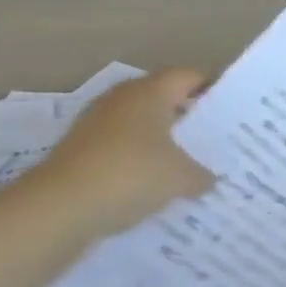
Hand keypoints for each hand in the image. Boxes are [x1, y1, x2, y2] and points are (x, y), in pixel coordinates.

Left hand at [39, 69, 215, 228]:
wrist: (56, 210)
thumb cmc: (129, 175)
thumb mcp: (180, 178)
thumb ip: (202, 174)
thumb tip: (211, 177)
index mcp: (150, 91)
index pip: (189, 76)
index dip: (211, 90)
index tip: (229, 113)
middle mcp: (122, 98)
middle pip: (163, 99)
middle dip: (186, 119)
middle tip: (211, 141)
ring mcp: (95, 124)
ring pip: (139, 126)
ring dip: (159, 143)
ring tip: (184, 168)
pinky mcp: (78, 152)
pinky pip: (118, 150)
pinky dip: (135, 163)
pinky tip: (150, 188)